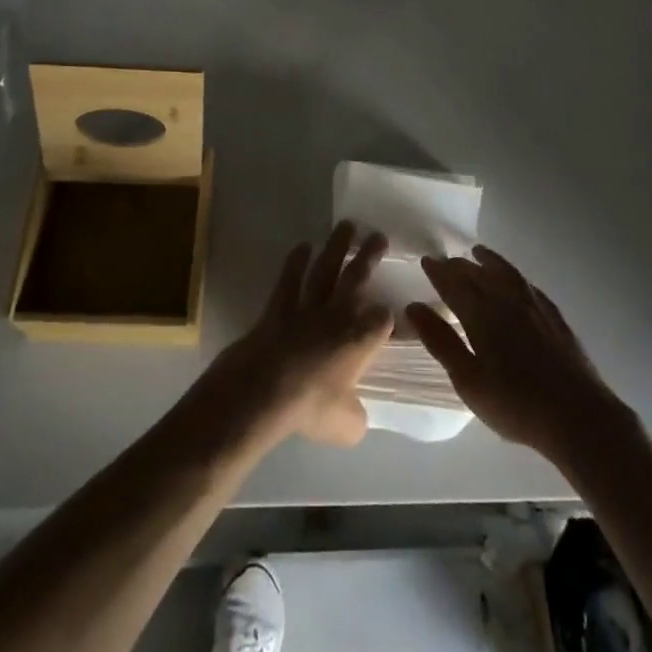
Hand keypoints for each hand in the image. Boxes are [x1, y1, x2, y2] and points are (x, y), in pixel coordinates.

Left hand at [200, 221, 392, 447]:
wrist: (263, 391)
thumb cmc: (308, 408)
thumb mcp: (344, 426)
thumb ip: (355, 416)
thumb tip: (357, 416)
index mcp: (360, 340)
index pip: (382, 319)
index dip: (387, 318)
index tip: (389, 318)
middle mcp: (337, 314)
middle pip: (358, 276)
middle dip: (370, 255)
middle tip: (379, 235)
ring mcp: (307, 305)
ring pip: (326, 268)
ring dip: (337, 246)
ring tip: (347, 225)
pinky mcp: (280, 305)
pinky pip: (290, 277)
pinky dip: (296, 260)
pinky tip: (303, 245)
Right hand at [408, 246, 630, 464]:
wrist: (578, 416)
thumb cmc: (515, 404)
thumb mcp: (468, 380)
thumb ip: (441, 341)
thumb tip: (413, 306)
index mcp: (481, 314)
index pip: (454, 284)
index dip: (439, 272)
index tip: (427, 260)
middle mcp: (506, 301)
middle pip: (478, 274)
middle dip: (460, 265)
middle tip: (447, 261)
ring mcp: (534, 307)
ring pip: (506, 274)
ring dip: (490, 261)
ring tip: (479, 253)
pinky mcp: (555, 318)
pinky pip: (529, 286)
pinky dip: (516, 277)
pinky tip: (517, 281)